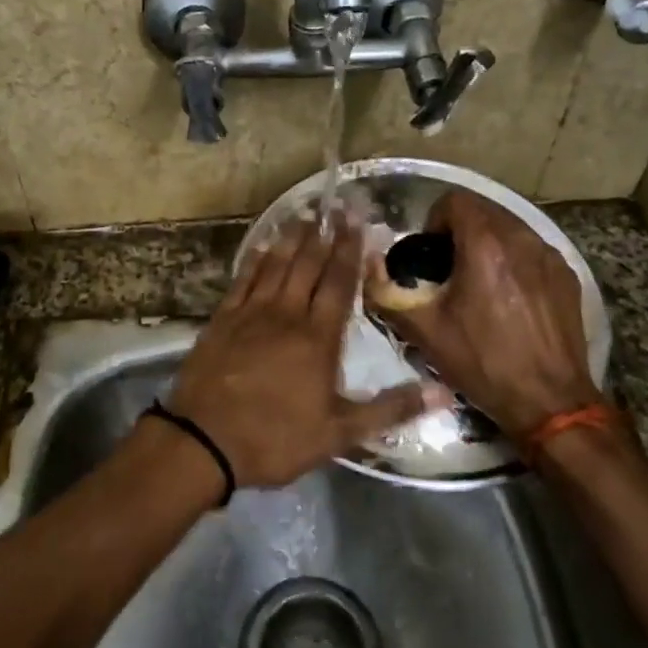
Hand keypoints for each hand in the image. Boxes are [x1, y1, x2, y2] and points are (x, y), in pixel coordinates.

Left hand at [166, 216, 427, 489]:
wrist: (203, 441)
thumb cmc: (275, 438)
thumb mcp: (339, 434)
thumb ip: (391, 410)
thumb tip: (444, 395)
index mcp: (318, 338)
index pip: (339, 283)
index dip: (351, 251)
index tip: (359, 222)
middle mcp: (286, 314)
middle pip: (309, 265)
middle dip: (326, 234)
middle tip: (337, 206)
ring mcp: (251, 312)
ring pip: (276, 265)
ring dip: (292, 237)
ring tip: (305, 213)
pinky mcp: (223, 318)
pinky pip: (244, 278)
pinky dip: (256, 258)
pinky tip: (263, 244)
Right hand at [365, 189, 600, 442]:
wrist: (550, 401)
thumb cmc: (484, 363)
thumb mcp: (425, 332)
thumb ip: (387, 294)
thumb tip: (367, 267)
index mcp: (485, 245)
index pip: (455, 200)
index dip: (434, 219)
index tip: (428, 253)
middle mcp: (521, 238)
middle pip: (483, 209)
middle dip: (460, 229)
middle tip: (447, 267)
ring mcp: (549, 256)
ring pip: (510, 226)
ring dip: (487, 242)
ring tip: (477, 280)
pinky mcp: (566, 275)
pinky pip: (532, 249)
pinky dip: (514, 259)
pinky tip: (508, 296)